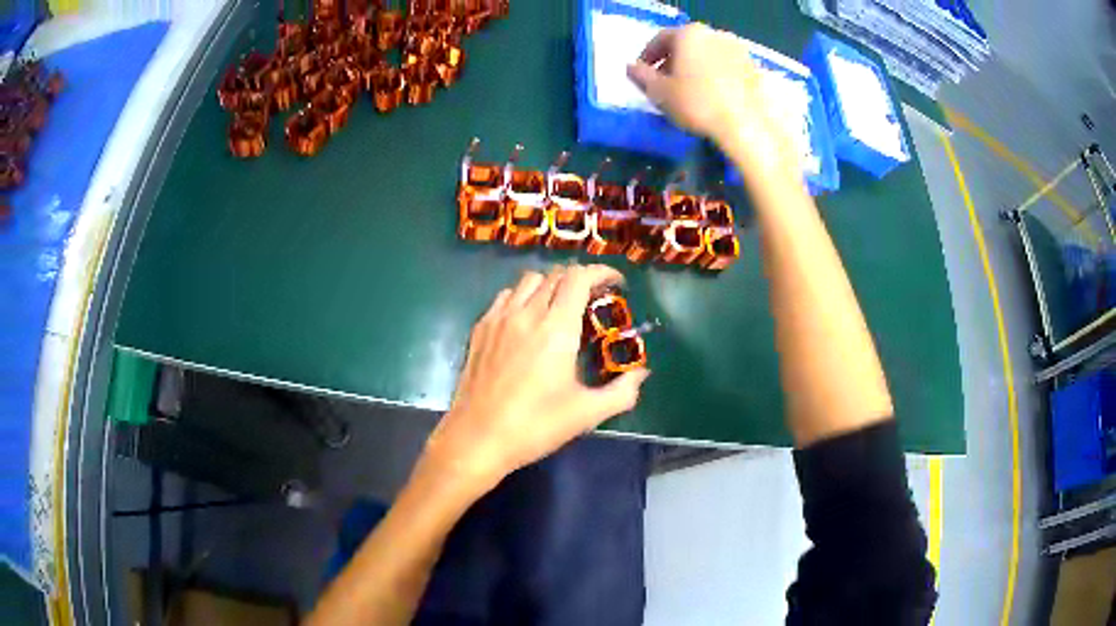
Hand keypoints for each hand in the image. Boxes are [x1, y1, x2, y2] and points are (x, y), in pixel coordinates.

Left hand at [418, 265, 650, 494]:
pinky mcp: (480, 329)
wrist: (477, 438)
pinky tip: (527, 320)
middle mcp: (527, 313)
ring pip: (528, 281)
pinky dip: (523, 297)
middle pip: (556, 275)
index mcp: (556, 328)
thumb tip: (641, 374)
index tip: (617, 284)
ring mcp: (499, 318)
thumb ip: (622, 391)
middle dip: (580, 280)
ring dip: (551, 285)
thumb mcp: (587, 414)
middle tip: (594, 300)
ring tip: (561, 307)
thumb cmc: (535, 425)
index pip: (579, 278)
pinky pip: (505, 297)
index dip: (601, 272)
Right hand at [627, 23, 798, 176]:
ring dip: (694, 68)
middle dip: (672, 61)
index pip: (660, 39)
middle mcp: (714, 34)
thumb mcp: (659, 92)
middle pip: (686, 45)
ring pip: (707, 55)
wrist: (745, 126)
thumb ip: (641, 76)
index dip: (647, 56)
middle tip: (664, 83)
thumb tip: (631, 67)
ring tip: (688, 91)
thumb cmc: (697, 104)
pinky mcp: (752, 67)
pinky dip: (714, 75)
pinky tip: (711, 95)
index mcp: (689, 34)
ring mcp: (737, 49)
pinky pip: (725, 67)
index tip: (642, 73)